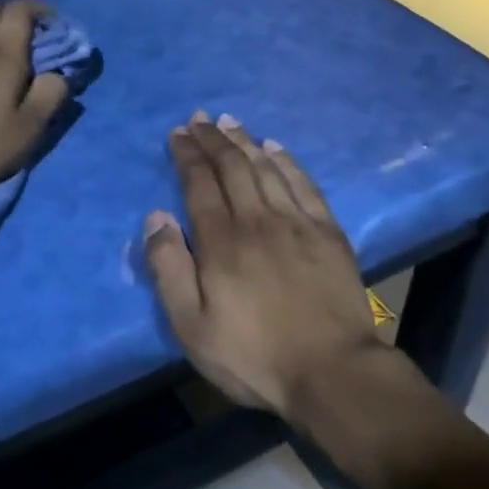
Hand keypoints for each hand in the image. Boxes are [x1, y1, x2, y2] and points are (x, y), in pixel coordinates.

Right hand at [143, 112, 386, 419]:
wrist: (332, 371)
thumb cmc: (254, 355)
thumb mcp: (192, 326)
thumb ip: (169, 269)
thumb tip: (156, 217)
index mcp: (221, 241)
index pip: (199, 183)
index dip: (187, 155)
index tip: (178, 133)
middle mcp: (258, 219)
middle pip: (232, 167)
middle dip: (212, 139)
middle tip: (199, 118)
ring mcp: (297, 222)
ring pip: (266, 168)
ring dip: (245, 141)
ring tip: (229, 122)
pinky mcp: (327, 232)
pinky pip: (304, 183)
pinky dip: (287, 161)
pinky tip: (275, 148)